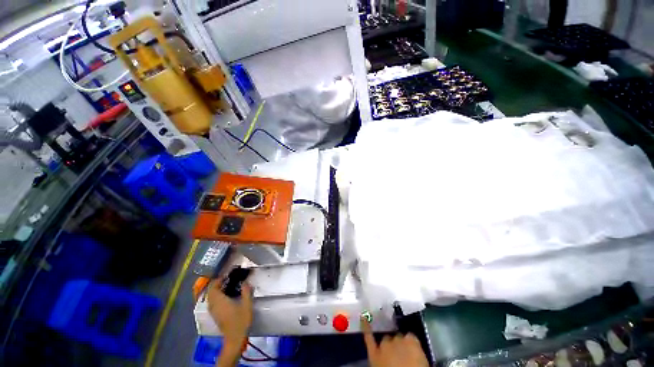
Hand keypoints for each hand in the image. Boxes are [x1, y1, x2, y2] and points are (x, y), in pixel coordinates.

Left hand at [207, 279, 252, 347]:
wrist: (234, 338)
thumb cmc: (241, 321)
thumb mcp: (247, 305)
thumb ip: (246, 291)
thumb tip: (245, 282)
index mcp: (220, 301)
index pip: (213, 287)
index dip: (218, 280)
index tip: (227, 275)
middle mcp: (214, 305)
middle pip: (211, 292)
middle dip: (217, 284)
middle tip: (227, 279)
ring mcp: (213, 311)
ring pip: (210, 297)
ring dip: (216, 290)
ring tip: (227, 286)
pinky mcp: (215, 316)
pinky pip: (212, 302)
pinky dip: (216, 296)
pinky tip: (225, 296)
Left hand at [362, 316, 428, 366]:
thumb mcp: (424, 365)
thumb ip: (418, 355)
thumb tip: (416, 355)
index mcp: (412, 342)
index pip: (411, 338)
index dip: (411, 347)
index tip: (413, 354)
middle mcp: (397, 339)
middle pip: (397, 338)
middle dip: (399, 347)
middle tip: (402, 359)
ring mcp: (383, 345)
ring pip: (385, 341)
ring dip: (388, 347)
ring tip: (391, 357)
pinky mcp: (373, 353)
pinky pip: (368, 338)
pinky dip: (366, 327)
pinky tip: (363, 317)